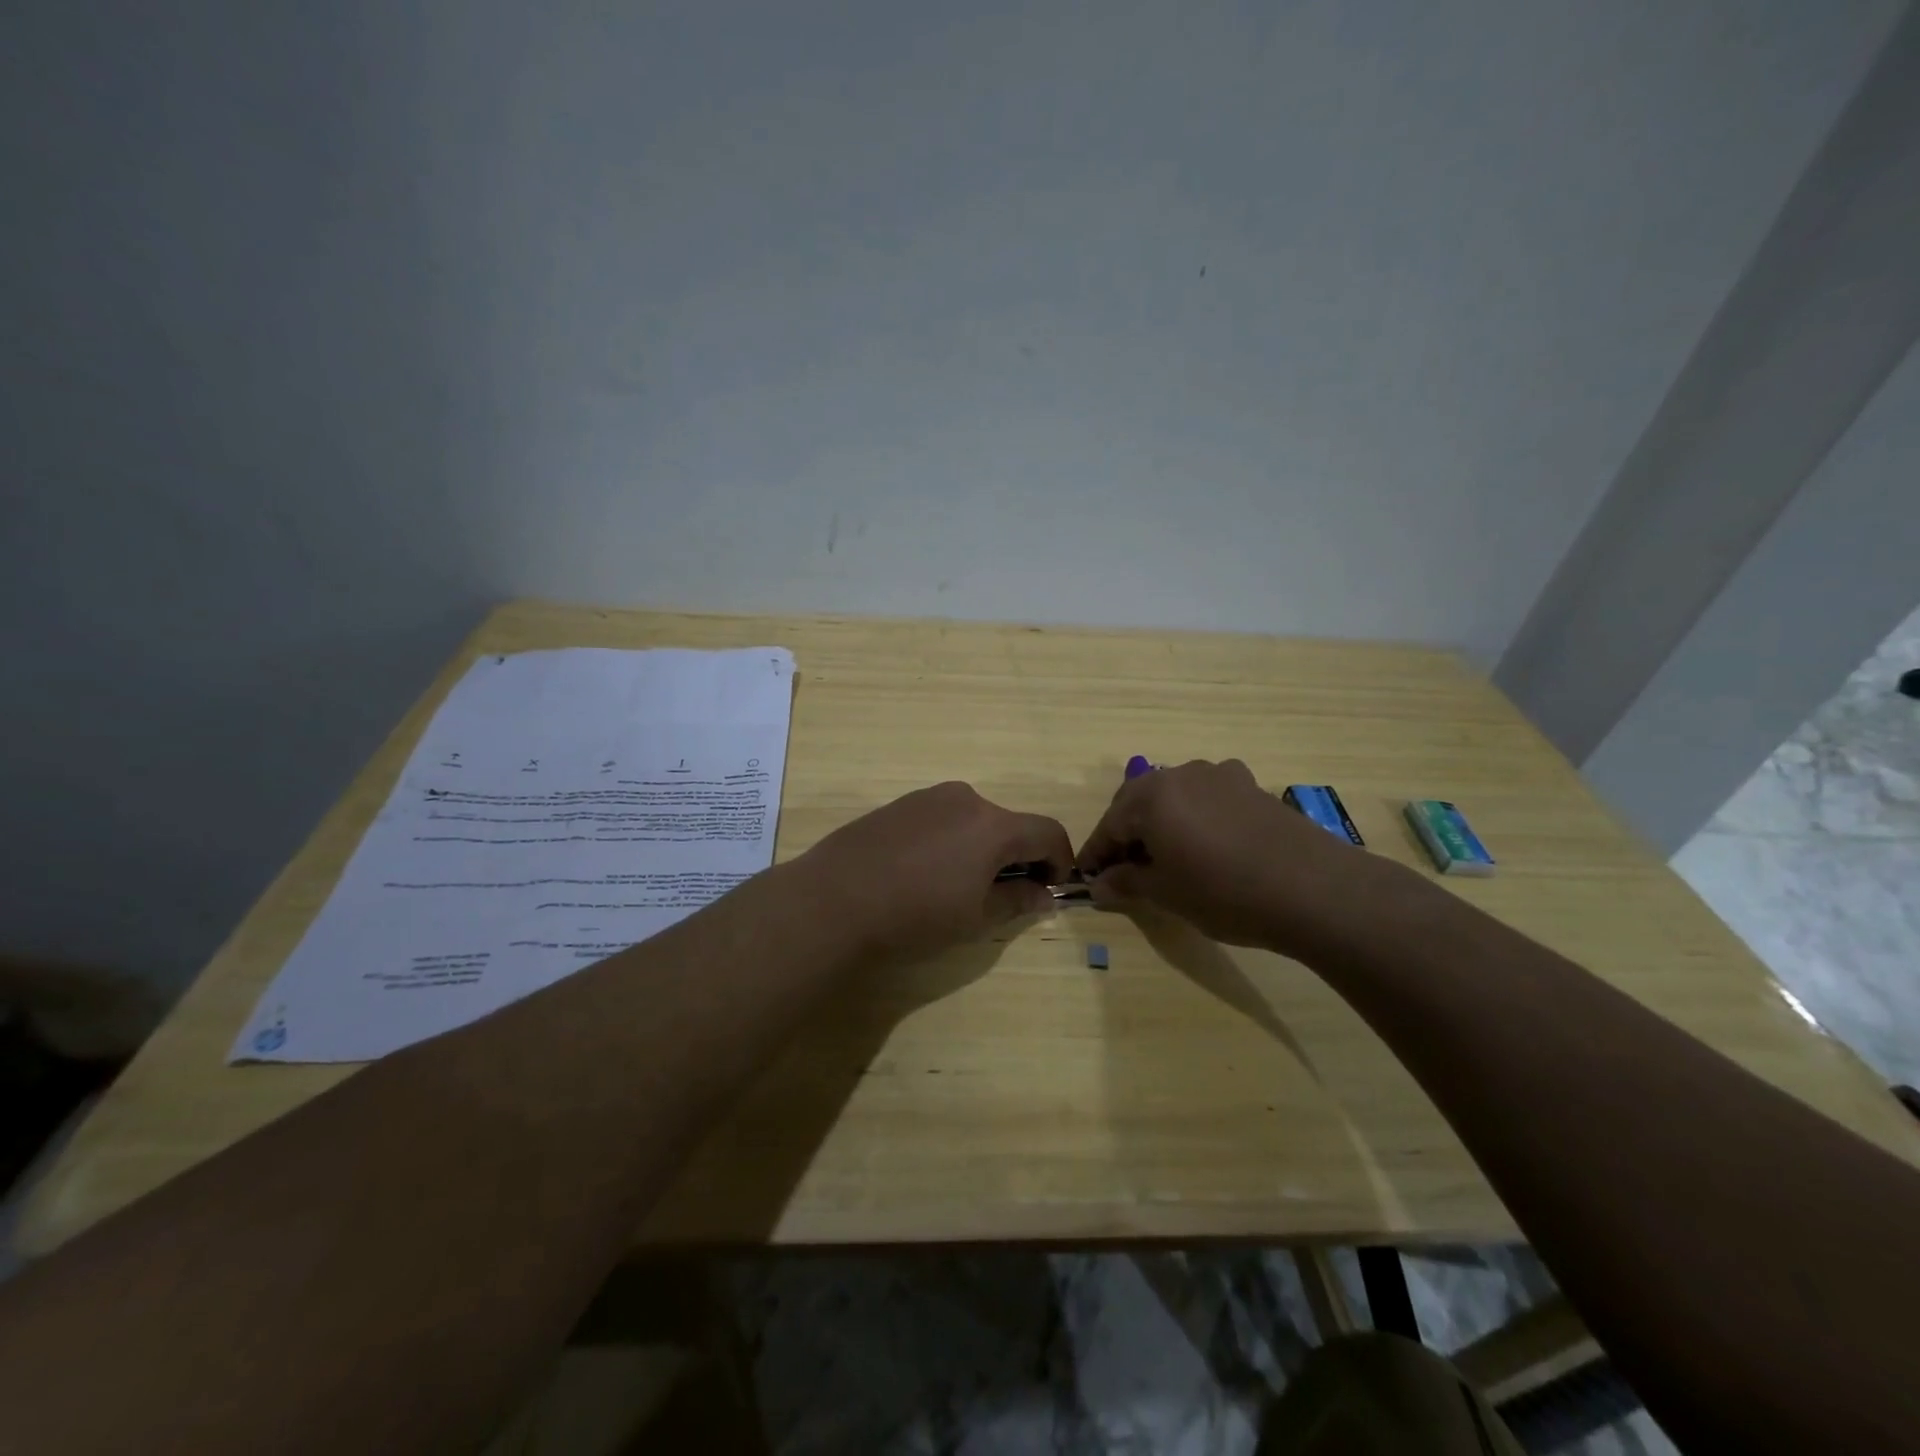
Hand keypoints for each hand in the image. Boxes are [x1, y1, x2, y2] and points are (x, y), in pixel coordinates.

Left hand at [799, 782, 1074, 961]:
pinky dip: (951, 841)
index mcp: (993, 825)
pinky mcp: (898, 804)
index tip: (1050, 889)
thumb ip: (1017, 900)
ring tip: (958, 887)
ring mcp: (927, 797)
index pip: (1048, 831)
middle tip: (1004, 895)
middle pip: (1009, 823)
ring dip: (982, 848)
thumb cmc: (914, 916)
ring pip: (974, 820)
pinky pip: (941, 818)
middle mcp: (965, 799)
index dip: (1060, 861)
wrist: (832, 901)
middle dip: (1018, 856)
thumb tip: (1044, 894)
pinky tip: (923, 873)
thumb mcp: (975, 918)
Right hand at [1075, 759, 1380, 952]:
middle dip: (1125, 833)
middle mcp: (1180, 775)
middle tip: (1124, 868)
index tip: (1088, 877)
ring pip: (1173, 795)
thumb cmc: (1224, 893)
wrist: (1313, 889)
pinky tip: (1206, 842)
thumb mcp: (1167, 894)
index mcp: (1150, 797)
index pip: (1109, 825)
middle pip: (1137, 802)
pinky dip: (1194, 816)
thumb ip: (1127, 883)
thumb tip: (1099, 884)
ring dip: (1160, 821)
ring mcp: (1218, 776)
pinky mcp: (1250, 785)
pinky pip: (1206, 796)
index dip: (1097, 853)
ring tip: (1165, 855)